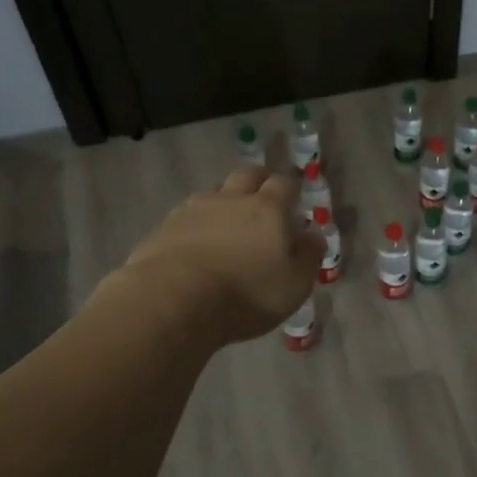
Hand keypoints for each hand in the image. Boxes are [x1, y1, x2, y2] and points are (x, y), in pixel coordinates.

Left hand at [118, 164, 325, 346]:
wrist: (172, 300)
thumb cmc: (246, 293)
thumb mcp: (294, 284)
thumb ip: (308, 257)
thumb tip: (313, 237)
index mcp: (268, 208)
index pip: (284, 184)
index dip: (291, 188)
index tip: (294, 199)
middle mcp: (231, 200)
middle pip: (247, 176)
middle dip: (258, 181)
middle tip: (263, 197)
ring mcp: (193, 211)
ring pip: (213, 194)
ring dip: (224, 202)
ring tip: (226, 225)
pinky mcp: (163, 229)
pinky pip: (186, 217)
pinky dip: (196, 225)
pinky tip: (195, 245)